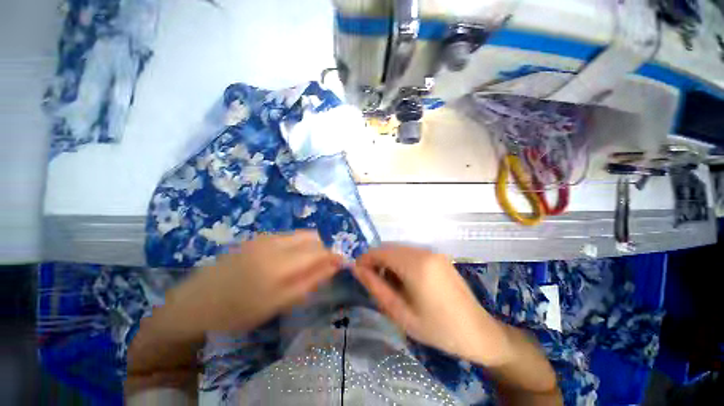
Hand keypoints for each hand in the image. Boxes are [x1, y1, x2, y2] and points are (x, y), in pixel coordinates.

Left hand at [165, 231, 342, 335]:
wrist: (196, 301)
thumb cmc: (238, 311)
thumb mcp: (278, 304)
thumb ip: (310, 282)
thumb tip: (334, 266)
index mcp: (281, 263)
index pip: (320, 251)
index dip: (333, 257)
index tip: (338, 266)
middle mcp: (276, 242)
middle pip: (313, 237)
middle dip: (321, 251)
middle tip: (316, 270)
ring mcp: (266, 237)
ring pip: (301, 235)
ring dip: (308, 248)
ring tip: (299, 267)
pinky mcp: (259, 237)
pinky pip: (288, 236)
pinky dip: (295, 246)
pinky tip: (284, 262)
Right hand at [352, 244, 513, 366]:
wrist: (477, 332)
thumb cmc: (437, 329)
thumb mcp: (400, 313)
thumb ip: (376, 288)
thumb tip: (357, 270)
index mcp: (415, 265)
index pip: (381, 251)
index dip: (365, 259)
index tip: (357, 272)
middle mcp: (424, 252)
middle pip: (390, 248)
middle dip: (376, 260)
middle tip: (372, 281)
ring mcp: (433, 252)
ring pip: (400, 249)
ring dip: (388, 261)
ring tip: (388, 283)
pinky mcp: (438, 256)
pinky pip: (412, 252)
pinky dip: (401, 261)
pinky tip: (404, 280)